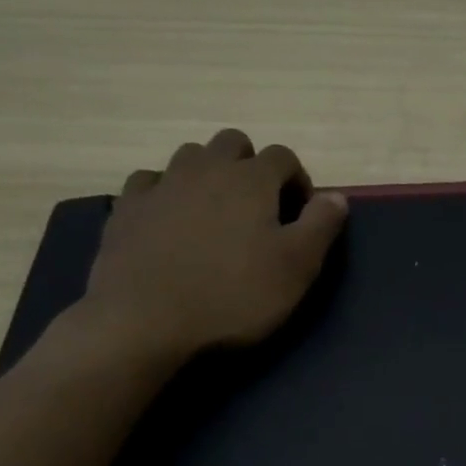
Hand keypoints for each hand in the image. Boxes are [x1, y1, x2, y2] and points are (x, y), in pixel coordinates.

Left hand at [70, 129, 347, 362]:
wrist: (144, 322)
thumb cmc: (232, 296)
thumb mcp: (296, 267)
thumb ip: (321, 225)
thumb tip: (338, 196)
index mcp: (251, 179)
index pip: (283, 156)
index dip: (297, 180)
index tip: (299, 213)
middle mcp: (206, 168)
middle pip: (233, 143)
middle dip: (250, 165)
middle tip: (257, 206)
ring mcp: (161, 185)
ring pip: (190, 156)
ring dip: (208, 173)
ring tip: (214, 211)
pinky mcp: (127, 208)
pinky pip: (149, 182)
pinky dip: (165, 191)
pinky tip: (168, 218)